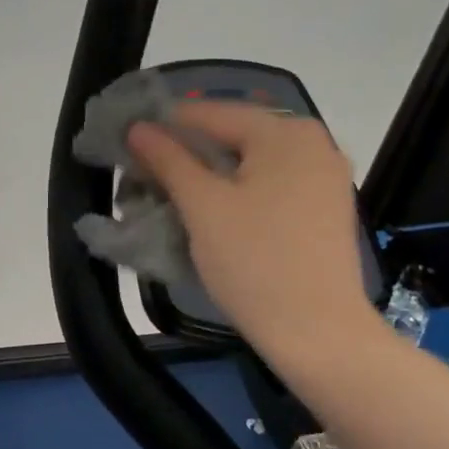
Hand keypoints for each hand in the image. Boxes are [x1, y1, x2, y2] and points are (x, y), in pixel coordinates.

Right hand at [128, 104, 379, 386]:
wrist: (319, 334)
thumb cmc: (255, 261)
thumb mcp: (202, 206)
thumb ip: (168, 159)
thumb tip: (138, 127)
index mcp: (285, 131)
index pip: (209, 114)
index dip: (162, 126)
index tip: (124, 144)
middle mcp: (312, 142)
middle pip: (232, 136)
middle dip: (185, 154)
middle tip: (142, 176)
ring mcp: (324, 177)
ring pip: (250, 163)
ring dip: (208, 175)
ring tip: (169, 195)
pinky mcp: (324, 209)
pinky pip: (270, 185)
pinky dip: (236, 192)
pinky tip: (209, 212)